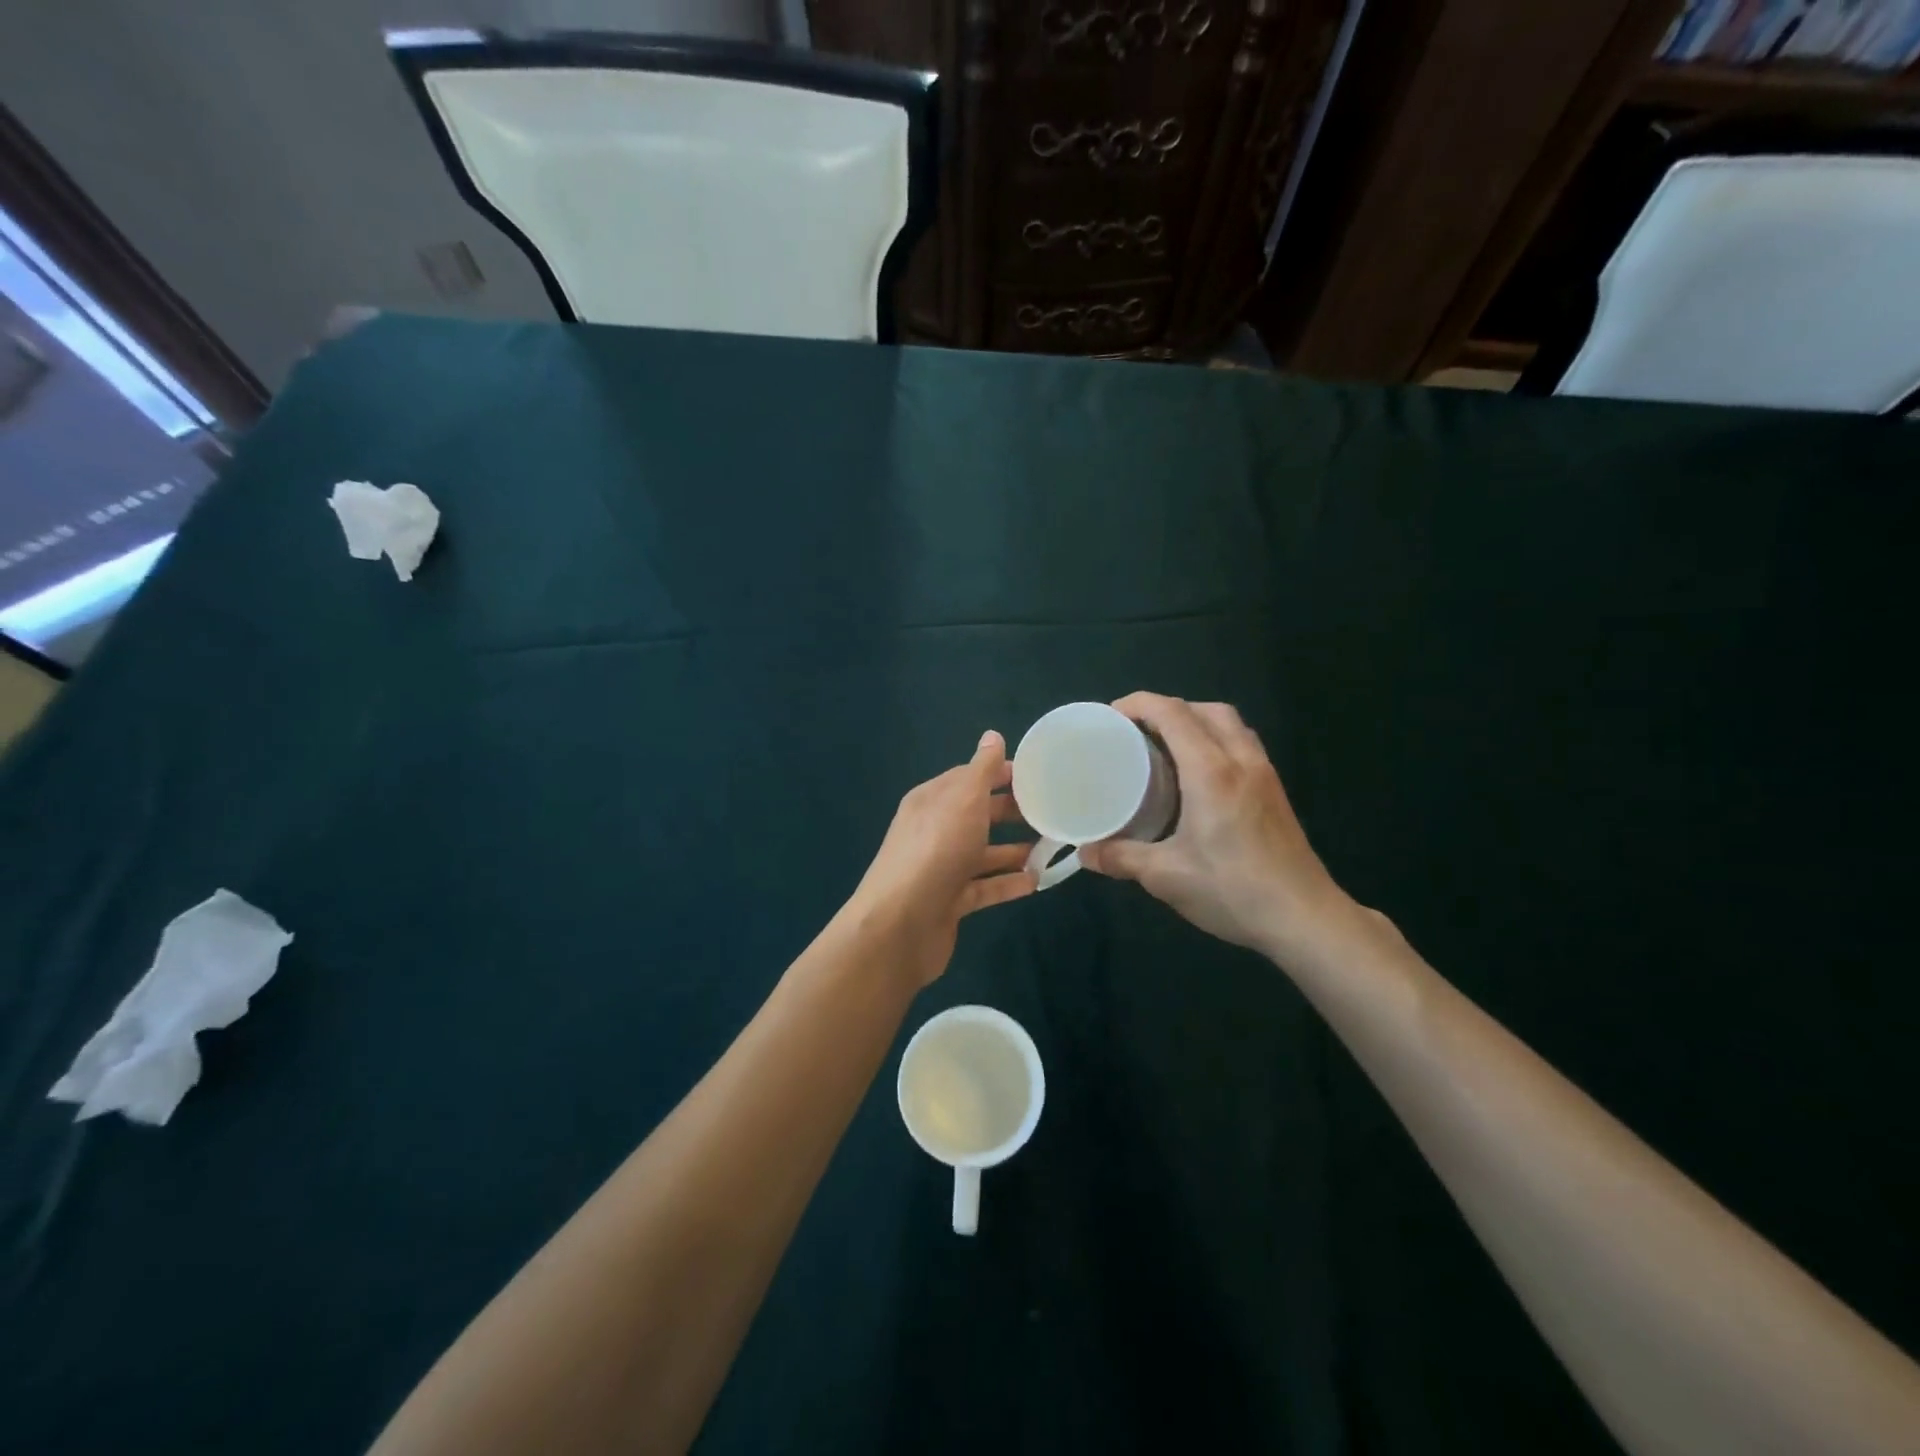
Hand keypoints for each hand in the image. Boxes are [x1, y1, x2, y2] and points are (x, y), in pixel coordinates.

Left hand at [849, 731, 1035, 986]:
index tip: (1038, 777)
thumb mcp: (963, 798)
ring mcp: (941, 868)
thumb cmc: (936, 849)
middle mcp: (934, 830)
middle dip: (1012, 812)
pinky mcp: (949, 902)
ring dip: (1014, 850)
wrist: (901, 923)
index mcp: (932, 800)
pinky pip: (984, 888)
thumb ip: (981, 769)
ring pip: (982, 853)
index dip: (1001, 774)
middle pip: (978, 815)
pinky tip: (1036, 882)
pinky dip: (1007, 883)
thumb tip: (992, 735)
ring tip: (1051, 848)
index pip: (969, 778)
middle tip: (1052, 812)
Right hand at [1080, 693, 1354, 964]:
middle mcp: (1241, 761)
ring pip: (1229, 724)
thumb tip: (1084, 853)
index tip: (1110, 717)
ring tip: (1166, 747)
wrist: (1305, 919)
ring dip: (1196, 720)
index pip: (1173, 714)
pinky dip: (1216, 740)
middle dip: (1167, 709)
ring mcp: (1264, 775)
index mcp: (1211, 771)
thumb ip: (1121, 858)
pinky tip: (1199, 775)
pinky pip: (1243, 744)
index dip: (1138, 704)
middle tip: (1136, 732)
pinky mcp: (1275, 792)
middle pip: (1205, 709)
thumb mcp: (1166, 876)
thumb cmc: (1233, 891)